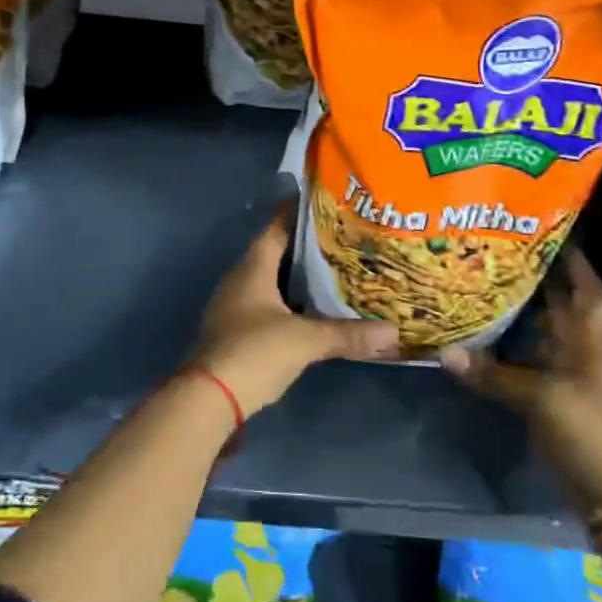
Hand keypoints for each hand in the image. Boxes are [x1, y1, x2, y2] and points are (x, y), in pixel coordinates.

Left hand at [191, 205, 397, 417]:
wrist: (208, 399)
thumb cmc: (253, 352)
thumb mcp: (304, 341)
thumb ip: (346, 334)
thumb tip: (393, 331)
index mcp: (252, 268)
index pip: (277, 227)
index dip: (298, 213)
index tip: (324, 202)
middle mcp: (241, 279)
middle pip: (275, 252)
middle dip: (305, 247)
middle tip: (341, 239)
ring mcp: (235, 306)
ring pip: (271, 281)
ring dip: (297, 276)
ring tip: (334, 271)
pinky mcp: (237, 331)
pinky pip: (267, 304)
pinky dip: (289, 302)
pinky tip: (312, 310)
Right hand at [440, 248, 601, 523]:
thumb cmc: (591, 431)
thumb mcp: (542, 399)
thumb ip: (494, 376)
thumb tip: (444, 352)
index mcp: (588, 342)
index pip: (586, 291)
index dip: (575, 263)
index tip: (553, 233)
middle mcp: (578, 352)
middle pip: (557, 309)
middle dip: (534, 282)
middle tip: (496, 255)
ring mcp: (566, 379)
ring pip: (538, 337)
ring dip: (516, 317)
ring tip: (480, 288)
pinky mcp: (553, 403)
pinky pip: (526, 366)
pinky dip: (505, 354)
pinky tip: (480, 341)